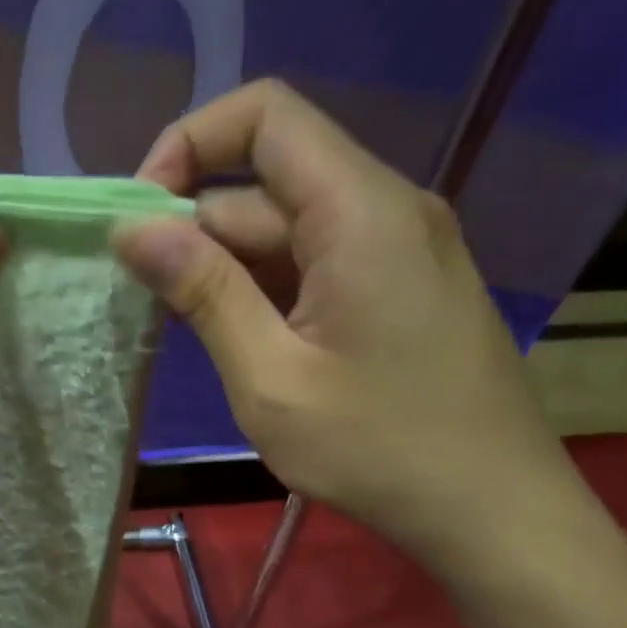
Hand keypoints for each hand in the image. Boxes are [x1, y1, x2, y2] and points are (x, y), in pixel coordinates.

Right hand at [113, 79, 584, 575]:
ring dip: (227, 266)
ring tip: (183, 329)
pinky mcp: (400, 288)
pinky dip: (265, 288)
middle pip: (269, 182)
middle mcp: (386, 209)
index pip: (265, 116)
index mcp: (360, 211)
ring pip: (289, 227)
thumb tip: (133, 228)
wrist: (494, 511)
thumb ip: (204, 293)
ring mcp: (399, 249)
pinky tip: (237, 339)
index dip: (189, 145)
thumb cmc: (378, 450)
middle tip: (144, 300)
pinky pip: (317, 262)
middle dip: (196, 227)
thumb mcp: (271, 379)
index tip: (139, 218)